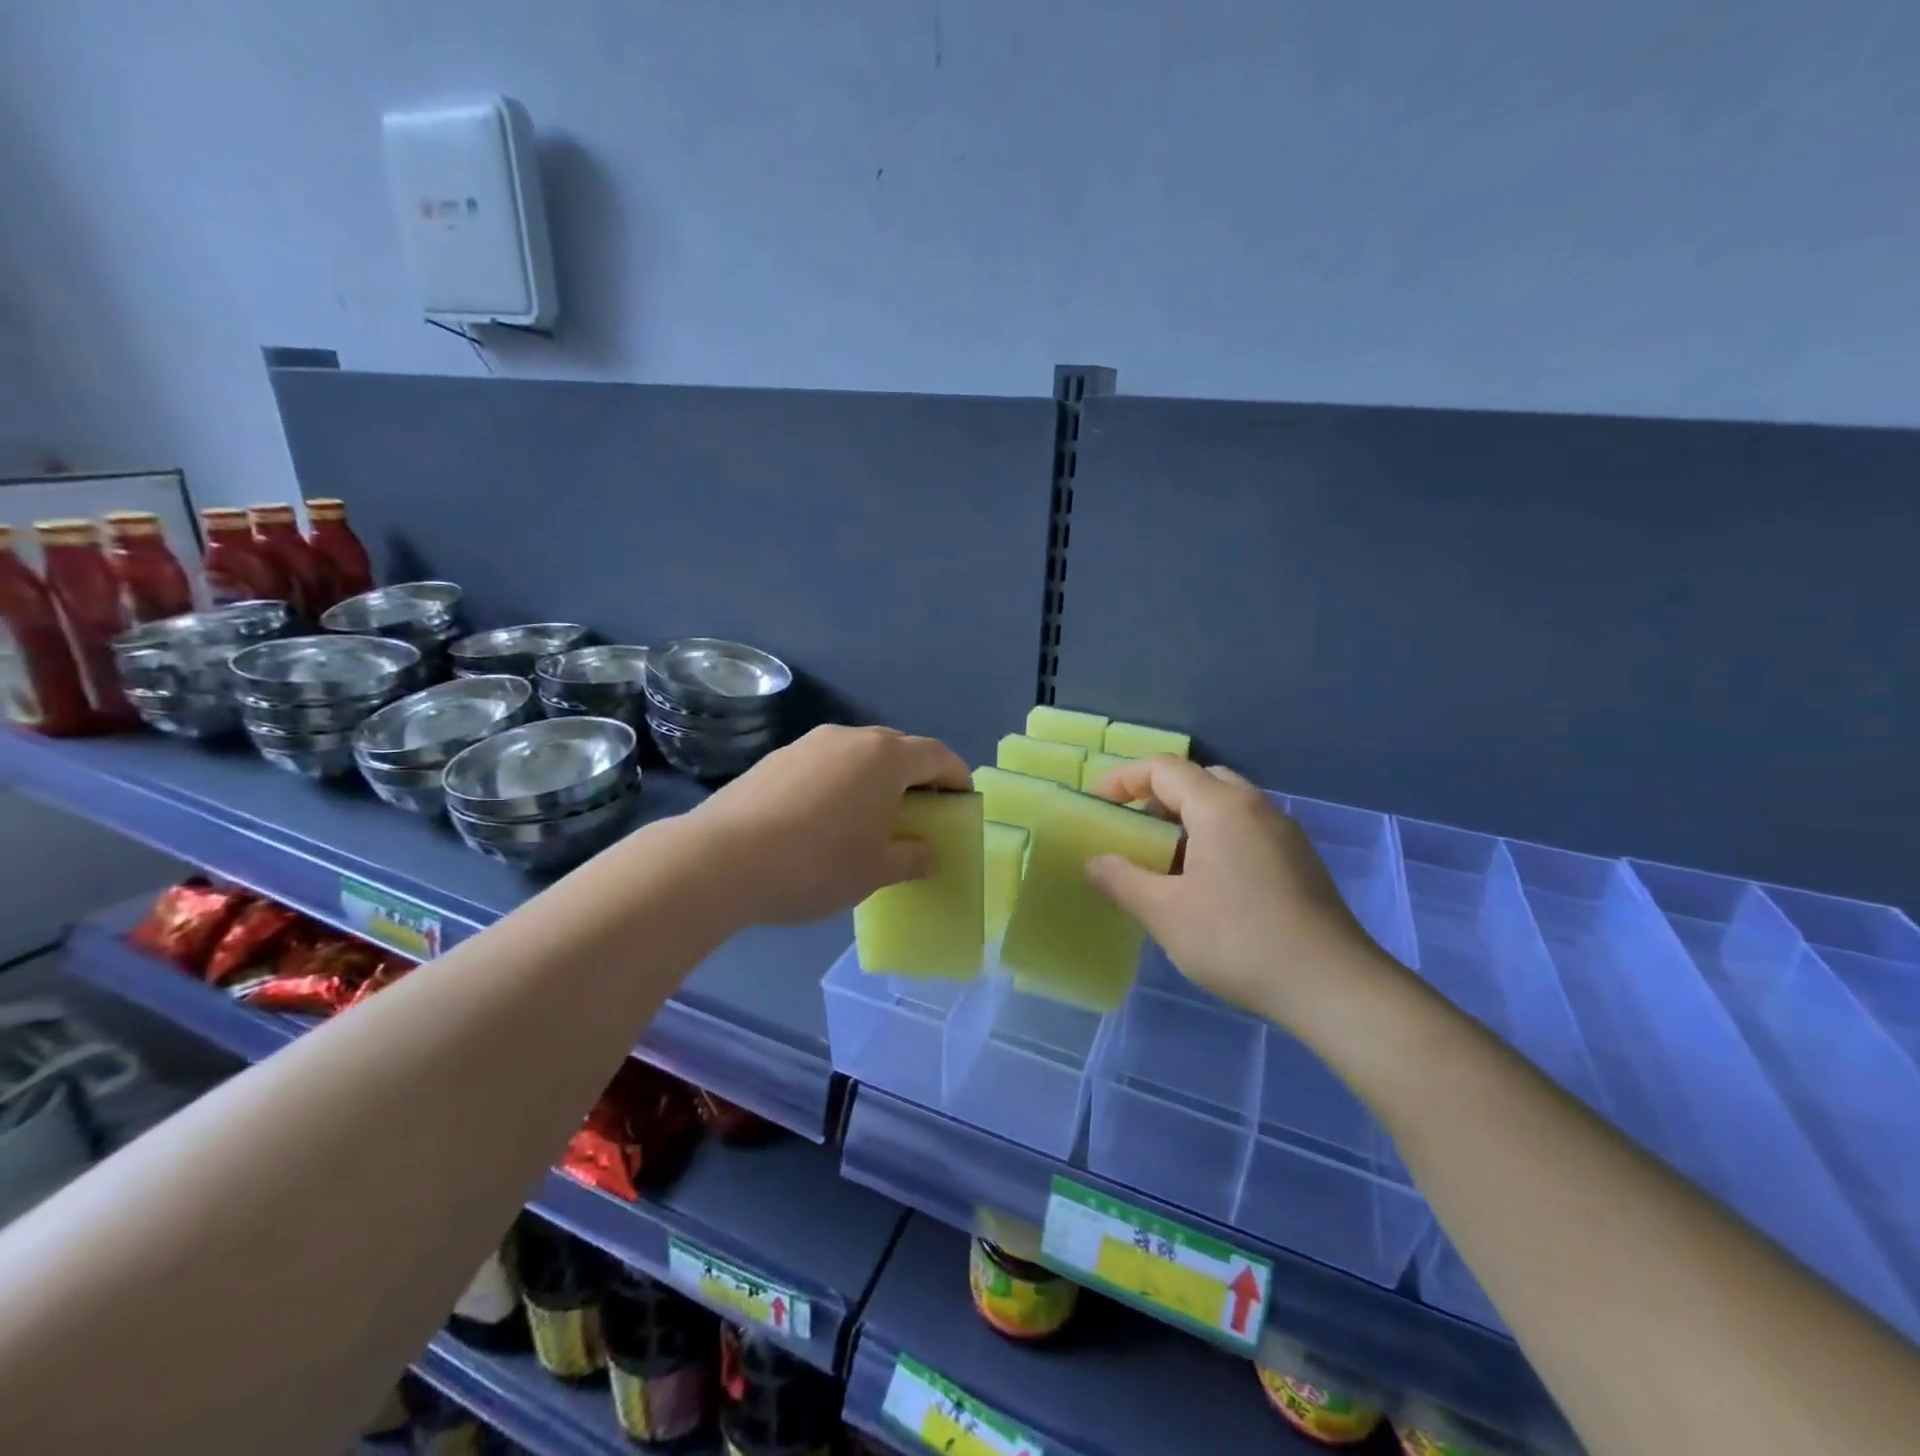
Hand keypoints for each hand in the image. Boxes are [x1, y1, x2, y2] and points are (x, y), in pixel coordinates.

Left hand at [690, 725, 971, 925]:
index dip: (956, 777)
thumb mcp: (875, 871)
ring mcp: (808, 744)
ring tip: (870, 817)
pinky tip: (823, 819)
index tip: (962, 802)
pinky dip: (839, 783)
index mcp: (885, 757)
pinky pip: (824, 764)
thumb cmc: (816, 864)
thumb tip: (927, 853)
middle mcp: (850, 738)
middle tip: (918, 814)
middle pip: (897, 749)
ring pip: (857, 755)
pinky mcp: (775, 758)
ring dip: (874, 779)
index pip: (937, 756)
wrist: (720, 859)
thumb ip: (911, 858)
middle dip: (915, 778)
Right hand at [1083, 757, 1387, 1022]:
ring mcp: (1283, 833)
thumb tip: (1095, 862)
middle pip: (1197, 780)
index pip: (1163, 768)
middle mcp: (1255, 806)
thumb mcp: (1165, 913)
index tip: (1097, 804)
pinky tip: (1205, 886)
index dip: (1123, 779)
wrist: (1333, 986)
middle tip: (1132, 830)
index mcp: (1220, 806)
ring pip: (1224, 806)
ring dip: (1186, 821)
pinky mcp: (1299, 861)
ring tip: (1162, 862)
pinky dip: (1214, 839)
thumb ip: (1121, 880)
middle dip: (1157, 797)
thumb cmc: (1238, 940)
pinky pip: (1245, 831)